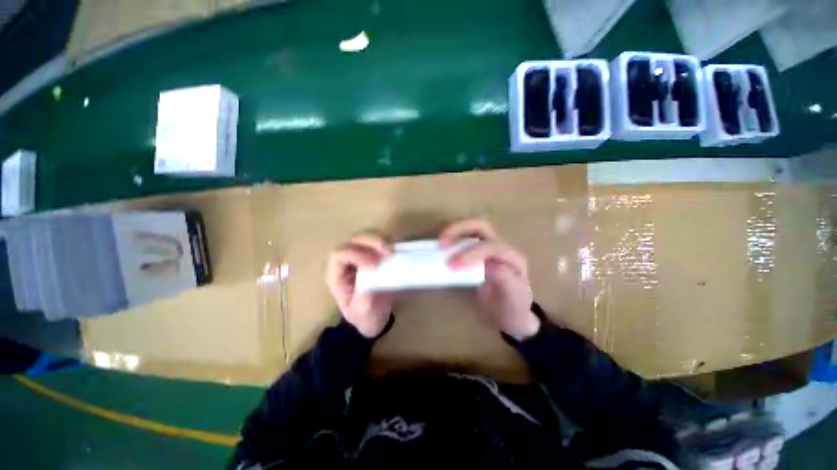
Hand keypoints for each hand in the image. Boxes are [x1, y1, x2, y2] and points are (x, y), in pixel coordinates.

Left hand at [326, 234, 393, 337]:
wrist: (374, 317)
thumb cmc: (365, 317)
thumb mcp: (363, 314)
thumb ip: (364, 300)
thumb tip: (371, 283)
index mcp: (337, 276)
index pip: (339, 256)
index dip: (355, 255)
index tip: (375, 264)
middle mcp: (346, 263)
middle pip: (352, 241)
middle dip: (370, 242)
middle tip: (388, 251)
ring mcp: (360, 257)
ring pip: (365, 238)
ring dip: (380, 240)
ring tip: (392, 251)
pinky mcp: (372, 256)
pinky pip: (377, 243)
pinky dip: (387, 243)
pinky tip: (395, 251)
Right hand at [440, 219, 539, 340]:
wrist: (512, 312)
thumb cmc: (512, 307)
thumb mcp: (512, 298)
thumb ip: (503, 279)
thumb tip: (487, 265)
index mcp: (512, 259)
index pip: (492, 247)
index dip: (471, 253)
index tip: (452, 265)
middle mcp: (502, 247)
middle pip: (482, 226)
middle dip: (460, 229)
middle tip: (442, 242)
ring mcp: (490, 246)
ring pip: (473, 227)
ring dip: (455, 230)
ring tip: (440, 241)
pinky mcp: (480, 249)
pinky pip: (466, 235)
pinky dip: (453, 236)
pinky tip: (443, 243)